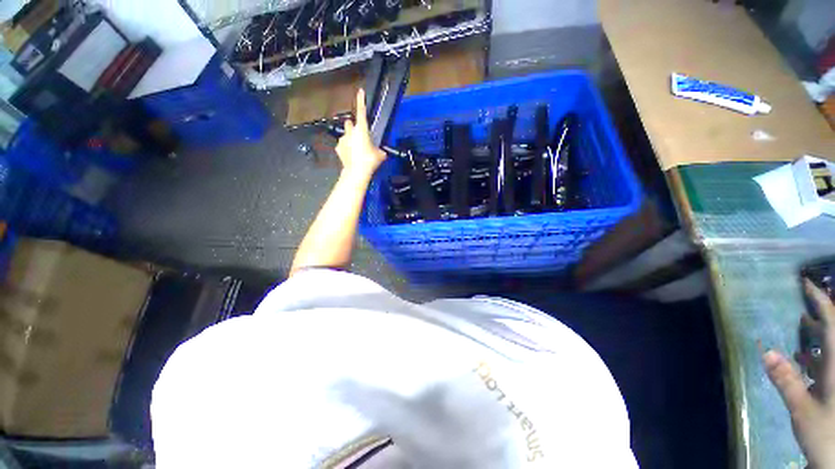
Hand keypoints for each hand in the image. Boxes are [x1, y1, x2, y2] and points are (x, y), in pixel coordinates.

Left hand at [335, 89, 386, 179]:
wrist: (357, 172)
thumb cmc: (370, 161)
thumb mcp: (380, 155)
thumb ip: (380, 150)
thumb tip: (381, 152)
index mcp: (362, 130)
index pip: (361, 111)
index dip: (361, 101)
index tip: (360, 91)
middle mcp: (350, 132)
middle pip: (350, 123)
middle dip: (353, 126)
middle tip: (360, 135)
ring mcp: (342, 139)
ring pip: (346, 135)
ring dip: (350, 139)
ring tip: (357, 150)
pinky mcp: (338, 148)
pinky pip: (342, 145)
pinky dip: (346, 149)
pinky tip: (351, 156)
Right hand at [763, 280, 834, 467]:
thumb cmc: (825, 432)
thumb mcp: (803, 409)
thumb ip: (787, 381)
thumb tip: (767, 351)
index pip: (832, 323)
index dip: (820, 301)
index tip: (806, 284)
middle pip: (834, 332)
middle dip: (821, 315)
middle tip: (801, 301)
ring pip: (832, 347)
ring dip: (818, 334)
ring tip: (800, 325)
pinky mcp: (833, 385)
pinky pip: (828, 362)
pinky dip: (817, 355)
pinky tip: (803, 358)